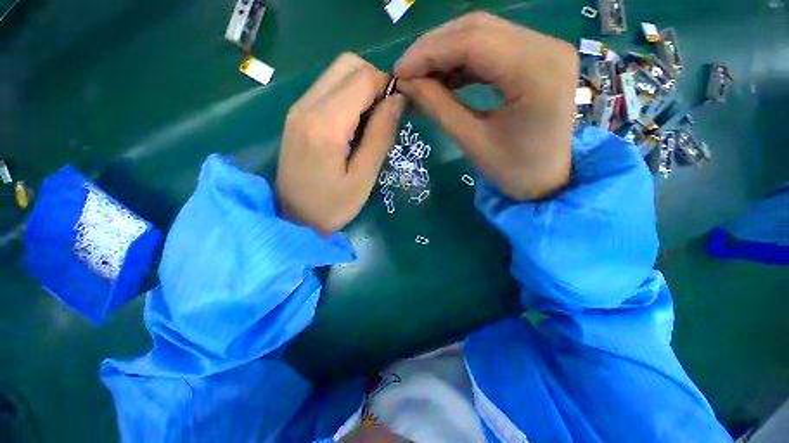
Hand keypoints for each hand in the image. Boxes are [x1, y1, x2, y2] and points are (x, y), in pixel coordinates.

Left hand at [277, 53, 405, 235]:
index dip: (388, 86)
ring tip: (371, 121)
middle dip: (374, 81)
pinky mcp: (296, 115)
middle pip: (348, 64)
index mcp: (326, 124)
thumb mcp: (364, 178)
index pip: (363, 78)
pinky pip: (327, 88)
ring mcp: (298, 107)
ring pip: (336, 73)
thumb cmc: (332, 206)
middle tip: (385, 115)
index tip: (399, 110)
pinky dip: (347, 96)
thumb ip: (381, 136)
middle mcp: (307, 105)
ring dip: (361, 88)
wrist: (293, 218)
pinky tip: (353, 125)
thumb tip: (398, 100)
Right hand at [394, 12, 577, 199]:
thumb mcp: (472, 142)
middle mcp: (547, 47)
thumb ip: (438, 107)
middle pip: (478, 28)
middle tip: (406, 71)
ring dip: (446, 51)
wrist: (547, 180)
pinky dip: (463, 58)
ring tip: (420, 75)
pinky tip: (444, 75)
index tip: (399, 72)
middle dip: (434, 47)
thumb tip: (406, 82)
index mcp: (537, 72)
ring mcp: (546, 48)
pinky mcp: (539, 56)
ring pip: (484, 33)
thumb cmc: (512, 171)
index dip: (428, 53)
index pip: (473, 42)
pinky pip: (493, 46)